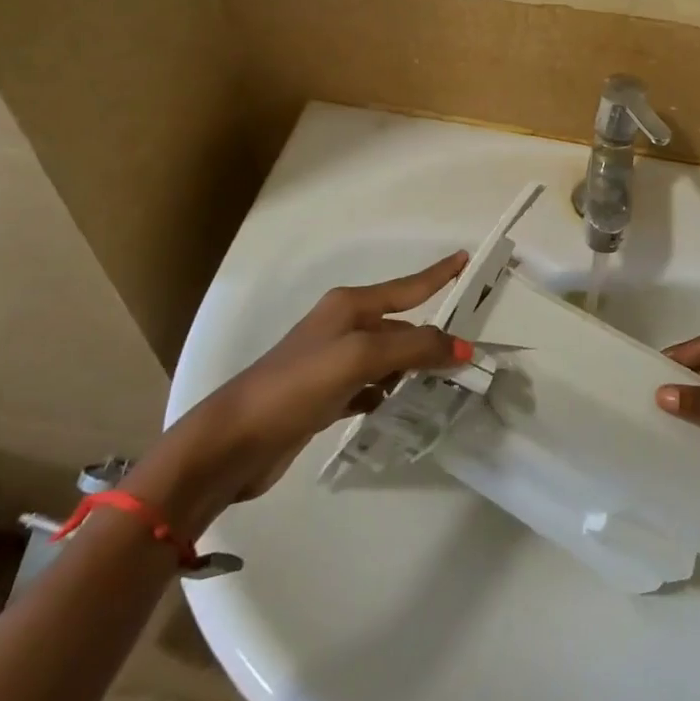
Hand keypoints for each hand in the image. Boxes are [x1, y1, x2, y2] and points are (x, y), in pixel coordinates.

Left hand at [129, 252, 471, 531]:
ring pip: (387, 358)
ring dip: (412, 367)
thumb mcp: (359, 358)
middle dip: (431, 337)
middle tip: (467, 353)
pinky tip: (399, 406)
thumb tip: (462, 348)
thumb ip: (413, 348)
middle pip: (400, 326)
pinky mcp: (323, 397)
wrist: (232, 442)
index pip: (406, 287)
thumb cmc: (296, 386)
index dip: (437, 274)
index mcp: (349, 307)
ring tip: (446, 381)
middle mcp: (342, 328)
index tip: (464, 258)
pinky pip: (370, 387)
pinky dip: (388, 393)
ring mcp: (331, 363)